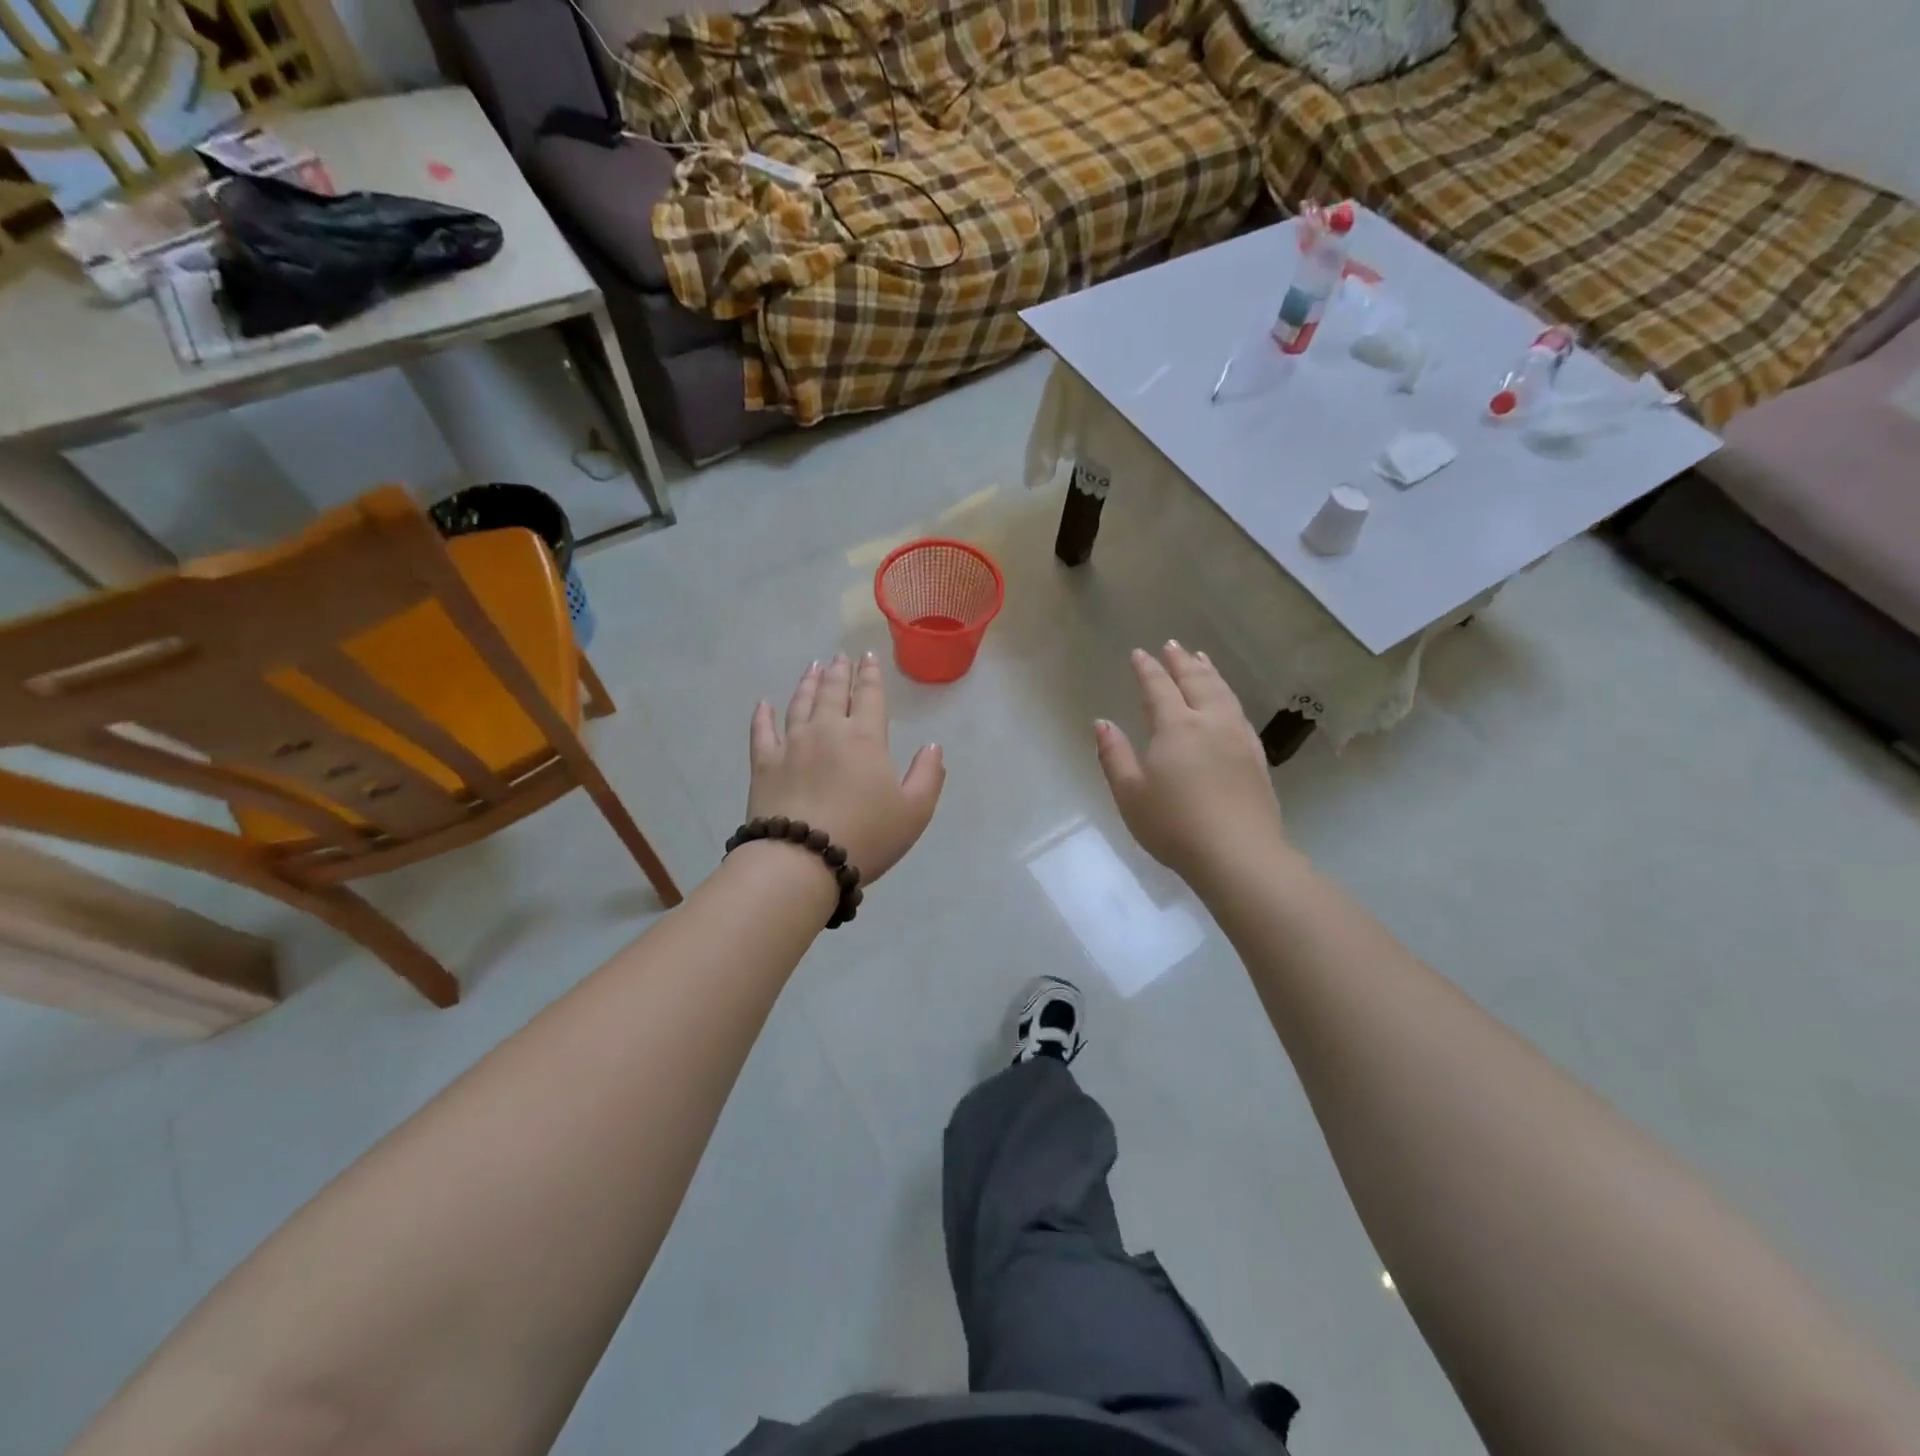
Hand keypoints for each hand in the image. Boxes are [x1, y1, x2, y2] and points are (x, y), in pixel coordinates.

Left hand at [747, 654, 944, 882]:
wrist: (801, 860)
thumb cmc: (865, 836)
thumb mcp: (914, 811)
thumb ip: (928, 775)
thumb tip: (933, 746)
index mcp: (865, 737)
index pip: (869, 696)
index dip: (871, 675)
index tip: (869, 656)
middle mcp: (826, 731)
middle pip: (832, 692)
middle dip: (839, 672)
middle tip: (839, 657)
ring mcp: (791, 745)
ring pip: (799, 704)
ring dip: (807, 683)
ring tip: (812, 668)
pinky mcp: (763, 764)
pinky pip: (762, 732)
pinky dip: (763, 715)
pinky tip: (764, 704)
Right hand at [1095, 643, 1288, 884]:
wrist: (1238, 855)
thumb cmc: (1174, 825)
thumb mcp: (1129, 793)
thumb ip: (1114, 755)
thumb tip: (1102, 723)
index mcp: (1176, 727)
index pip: (1158, 688)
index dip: (1147, 670)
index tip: (1139, 653)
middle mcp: (1210, 723)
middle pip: (1196, 682)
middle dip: (1181, 662)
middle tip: (1172, 645)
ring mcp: (1238, 738)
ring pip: (1222, 693)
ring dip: (1208, 673)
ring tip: (1201, 659)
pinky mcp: (1256, 758)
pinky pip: (1239, 712)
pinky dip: (1228, 695)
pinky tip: (1227, 701)